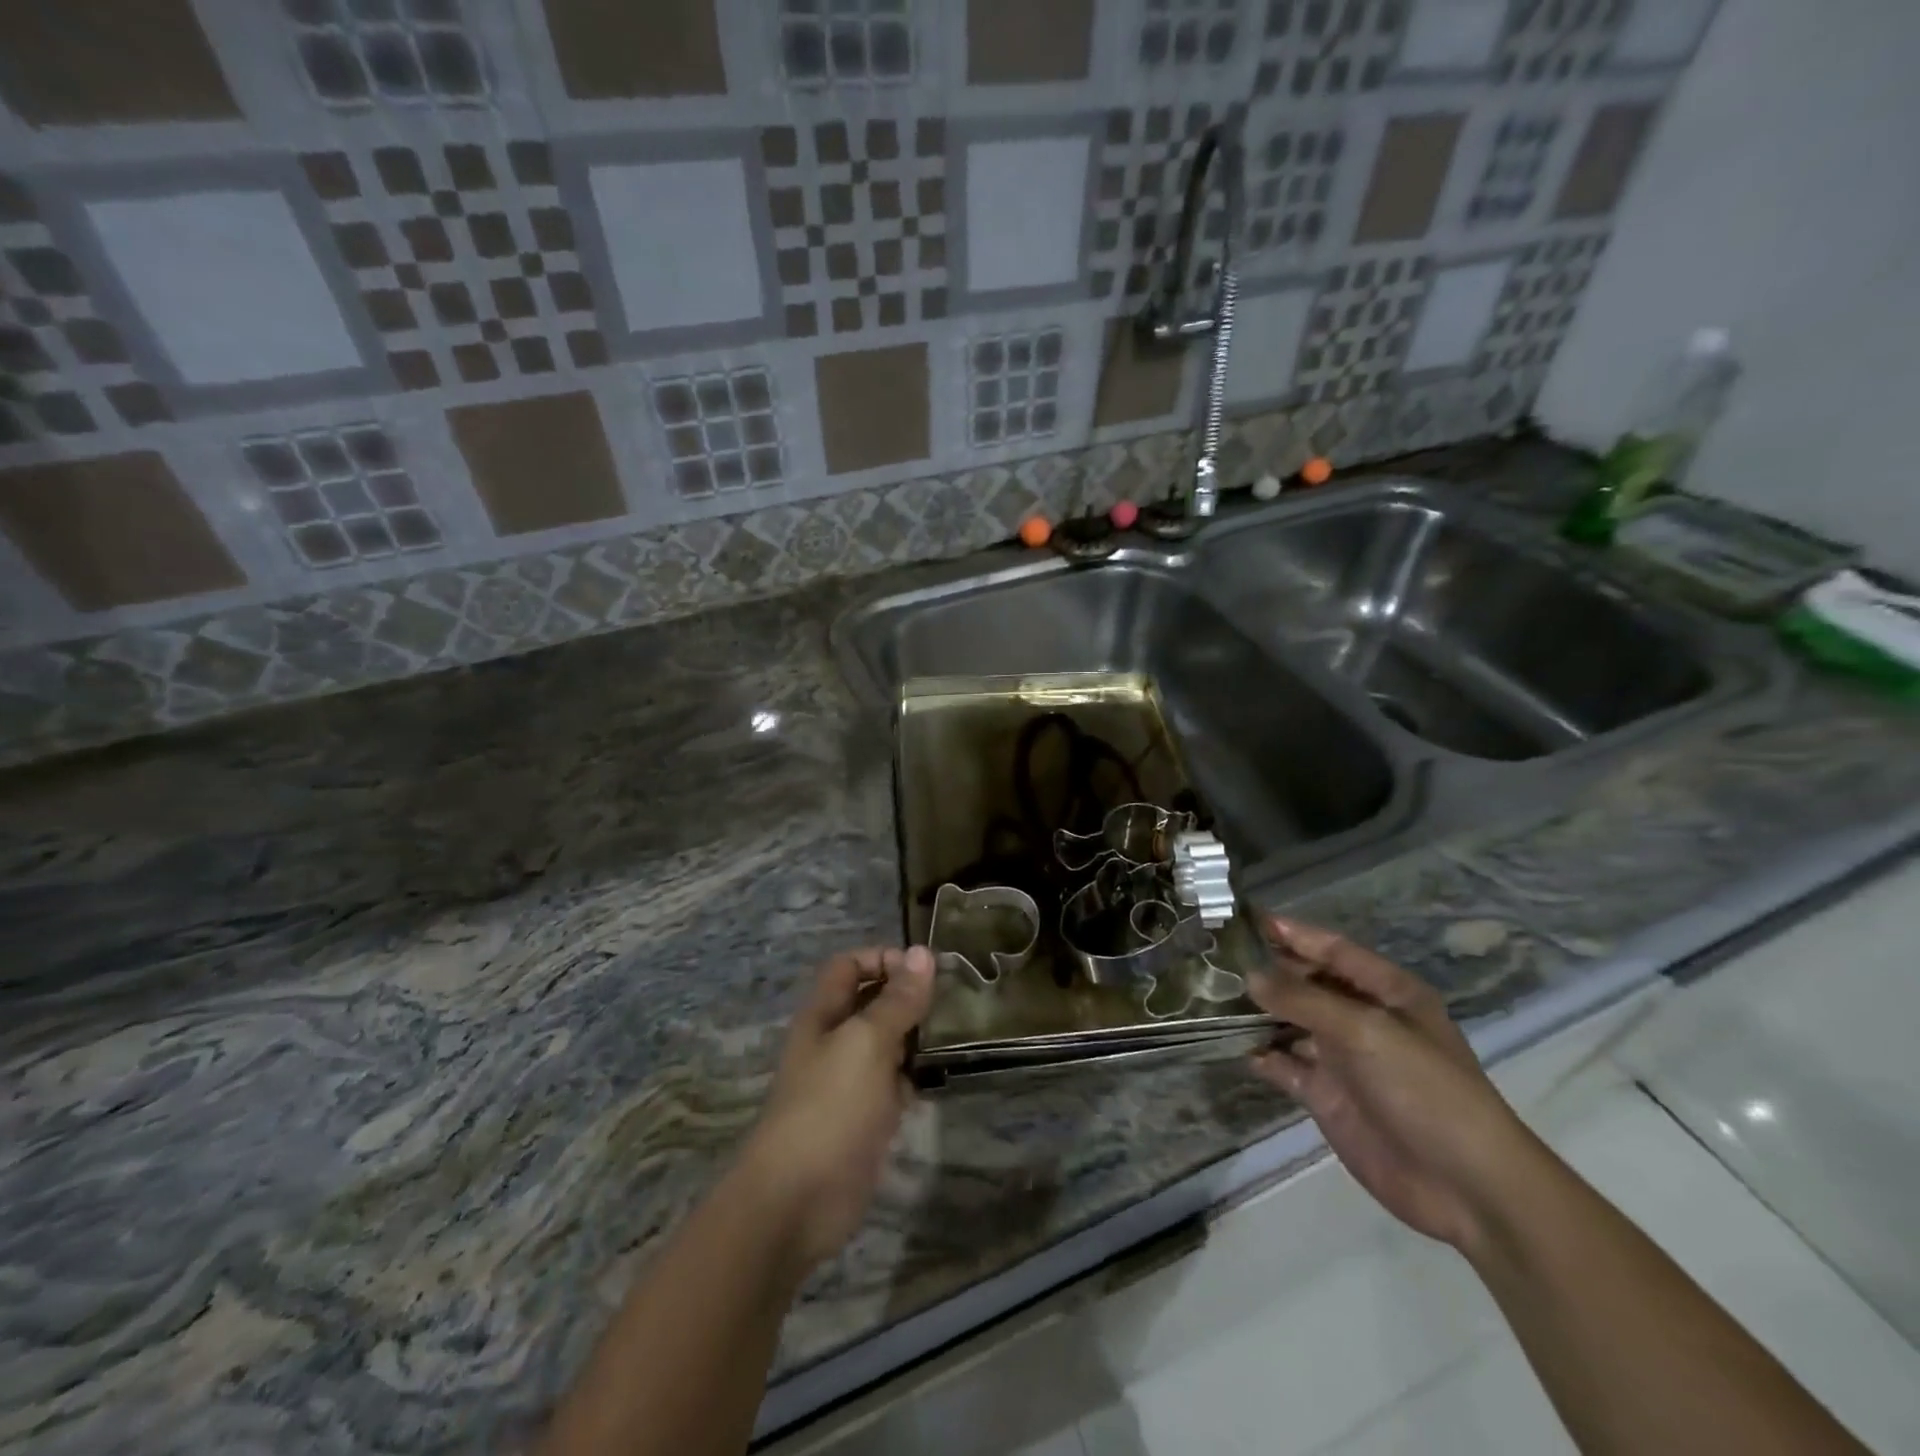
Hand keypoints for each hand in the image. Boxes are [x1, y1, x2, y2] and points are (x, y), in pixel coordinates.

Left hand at [736, 946, 934, 1273]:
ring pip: (886, 1044)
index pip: (850, 965)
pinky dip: (915, 1077)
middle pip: (871, 1003)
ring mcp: (849, 1082)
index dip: (883, 958)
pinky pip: (893, 1084)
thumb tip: (923, 952)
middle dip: (907, 996)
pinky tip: (941, 1078)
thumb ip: (897, 1000)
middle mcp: (834, 1041)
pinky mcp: (865, 1119)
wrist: (797, 1200)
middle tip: (953, 1000)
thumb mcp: (867, 1042)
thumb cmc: (829, 1106)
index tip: (924, 970)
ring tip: (957, 1033)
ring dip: (916, 1037)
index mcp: (824, 1014)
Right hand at [1247, 918, 1539, 1252]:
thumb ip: (1304, 1001)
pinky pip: (1285, 1065)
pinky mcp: (1327, 1096)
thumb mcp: (1366, 1032)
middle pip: (1307, 983)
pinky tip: (1233, 1046)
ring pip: (1290, 1022)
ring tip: (1211, 995)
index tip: (1245, 919)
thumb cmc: (1426, 1090)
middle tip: (1216, 956)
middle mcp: (1362, 1018)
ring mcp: (1343, 1058)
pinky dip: (1262, 1055)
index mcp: (1386, 992)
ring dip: (1258, 1011)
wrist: (1467, 1188)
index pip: (1332, 950)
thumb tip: (1250, 976)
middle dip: (1267, 969)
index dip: (1293, 933)